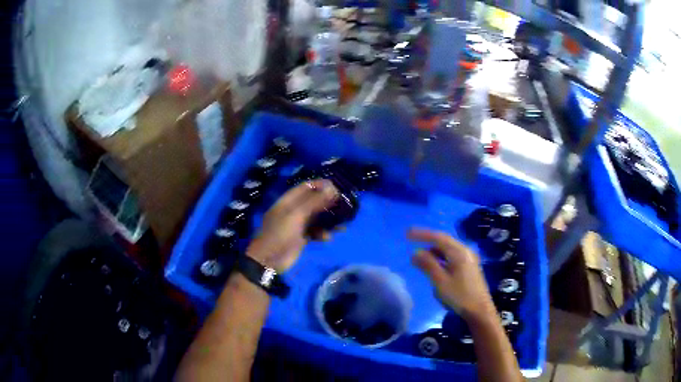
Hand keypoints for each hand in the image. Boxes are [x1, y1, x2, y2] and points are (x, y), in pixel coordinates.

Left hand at [246, 179, 337, 272]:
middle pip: (312, 202)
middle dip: (327, 202)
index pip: (305, 187)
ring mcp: (296, 225)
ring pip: (315, 218)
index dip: (320, 185)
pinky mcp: (300, 238)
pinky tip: (329, 237)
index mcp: (287, 202)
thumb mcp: (297, 215)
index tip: (337, 187)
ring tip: (342, 222)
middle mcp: (292, 211)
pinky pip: (314, 232)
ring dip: (328, 219)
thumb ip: (315, 202)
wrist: (268, 261)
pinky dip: (322, 233)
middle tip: (343, 204)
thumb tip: (333, 188)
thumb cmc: (280, 234)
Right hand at [408, 228, 495, 321]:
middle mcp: (465, 251)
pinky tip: (433, 263)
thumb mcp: (440, 281)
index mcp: (459, 252)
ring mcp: (468, 259)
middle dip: (427, 239)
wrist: (480, 310)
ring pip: (448, 249)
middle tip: (411, 239)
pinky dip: (440, 257)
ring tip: (419, 255)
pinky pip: (452, 256)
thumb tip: (416, 252)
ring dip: (433, 250)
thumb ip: (428, 265)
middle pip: (444, 241)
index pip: (438, 238)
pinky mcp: (469, 267)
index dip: (422, 234)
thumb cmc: (459, 296)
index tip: (407, 233)